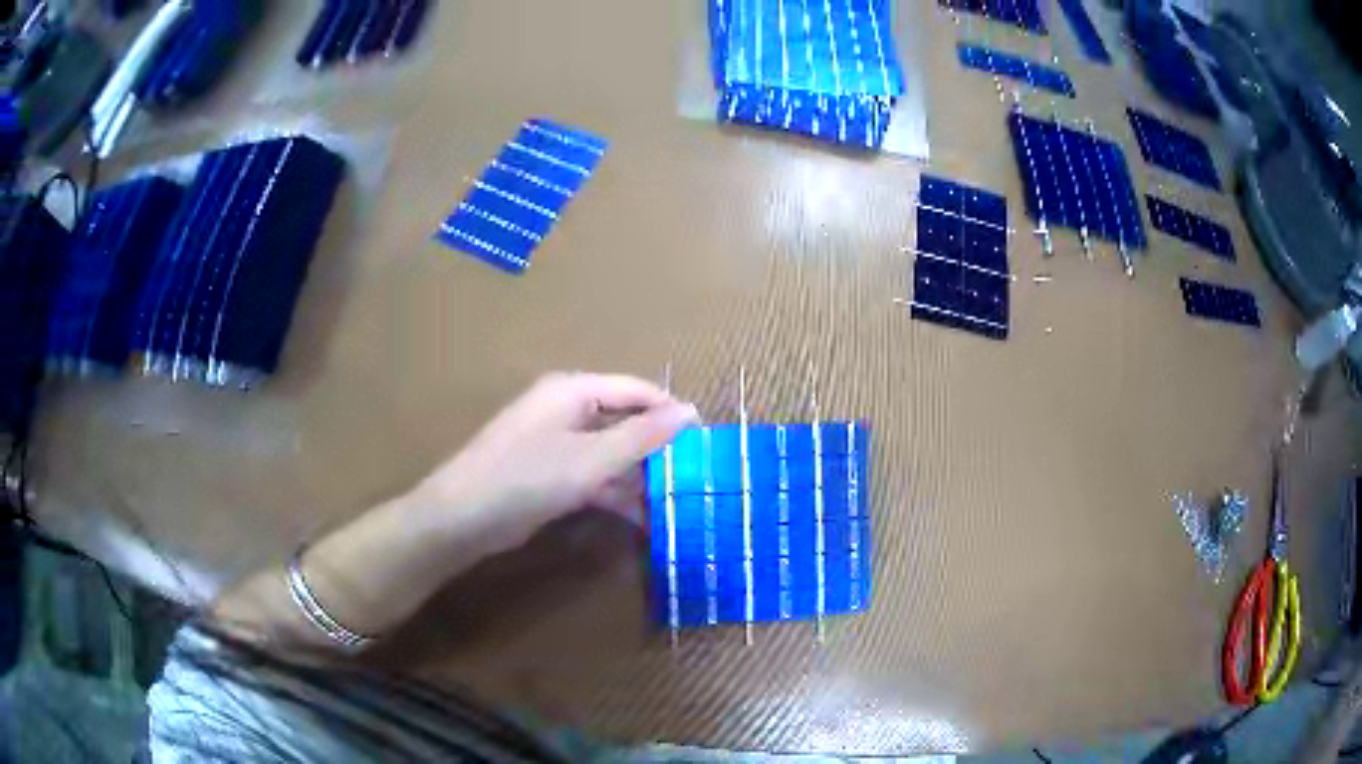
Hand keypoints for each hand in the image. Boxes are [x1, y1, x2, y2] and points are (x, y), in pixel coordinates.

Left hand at [405, 372, 698, 551]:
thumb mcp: (590, 459)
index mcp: (574, 392)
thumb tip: (689, 412)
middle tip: (695, 477)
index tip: (705, 440)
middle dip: (658, 449)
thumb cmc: (526, 478)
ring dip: (639, 476)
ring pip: (611, 453)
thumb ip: (641, 437)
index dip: (671, 411)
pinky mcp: (551, 475)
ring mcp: (558, 445)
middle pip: (625, 421)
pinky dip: (616, 493)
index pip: (636, 390)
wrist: (463, 519)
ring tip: (677, 502)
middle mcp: (567, 411)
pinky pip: (594, 476)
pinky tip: (644, 518)